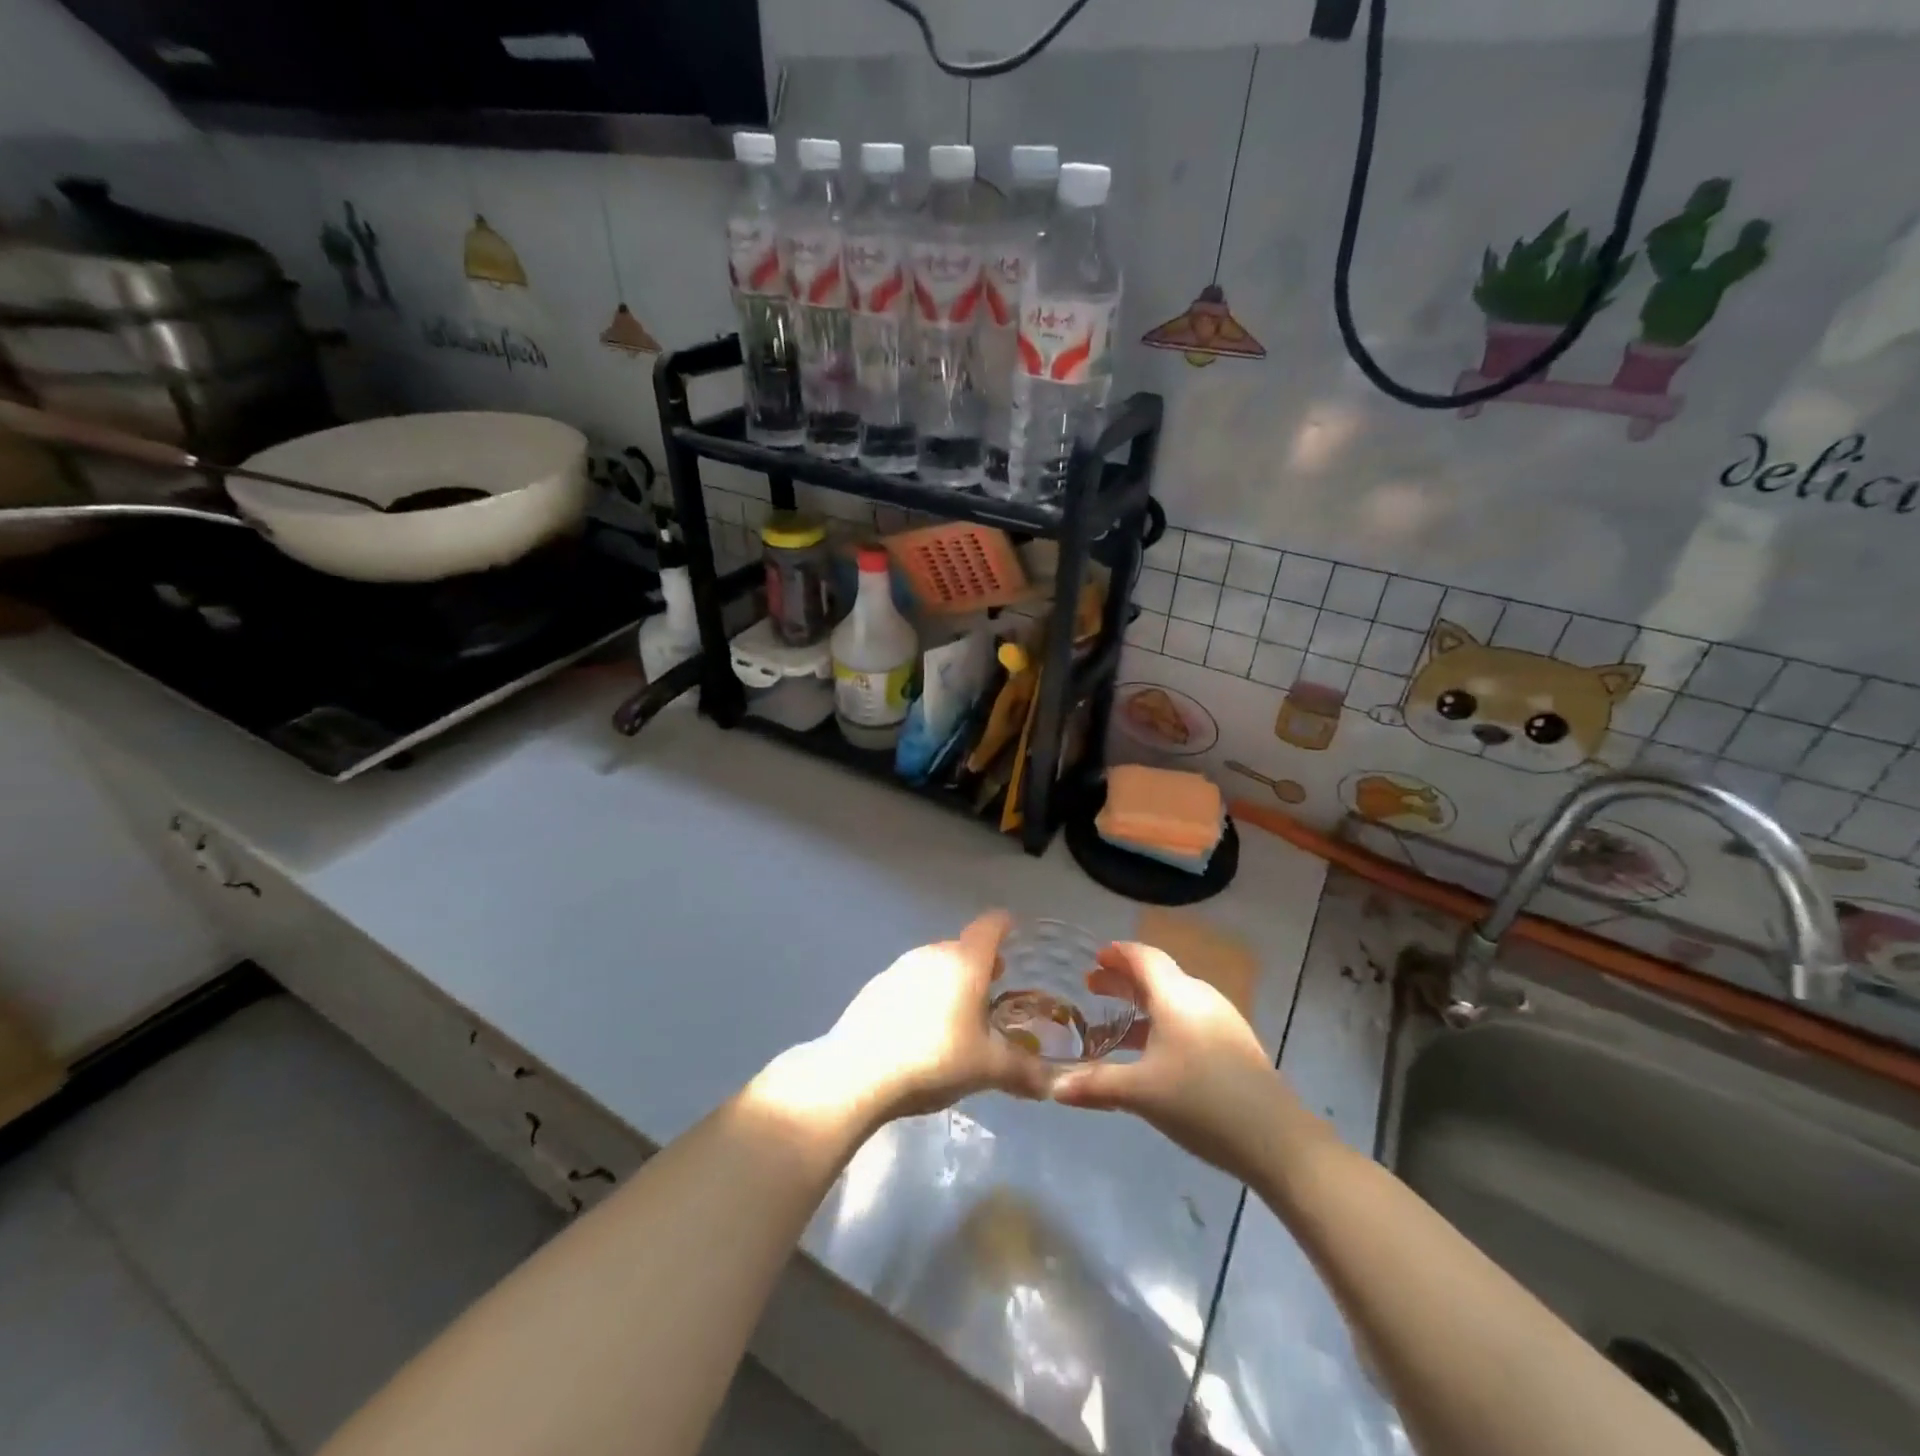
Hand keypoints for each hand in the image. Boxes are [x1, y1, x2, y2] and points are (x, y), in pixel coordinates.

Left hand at [791, 911, 1053, 1129]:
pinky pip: (909, 983)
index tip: (1015, 931)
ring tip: (960, 1015)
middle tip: (995, 988)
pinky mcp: (874, 989)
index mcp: (964, 961)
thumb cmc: (934, 1060)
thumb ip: (1023, 1071)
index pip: (990, 926)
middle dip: (980, 964)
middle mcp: (931, 954)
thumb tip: (1051, 1085)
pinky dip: (923, 996)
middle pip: (962, 948)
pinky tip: (921, 1031)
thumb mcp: (987, 1069)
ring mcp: (898, 969)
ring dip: (950, 981)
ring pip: (934, 965)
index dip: (1005, 926)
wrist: (857, 1075)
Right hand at [1050, 941, 1322, 1182]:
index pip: (1143, 957)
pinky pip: (1189, 1018)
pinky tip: (1152, 1053)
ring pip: (1174, 999)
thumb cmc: (1202, 1102)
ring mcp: (1221, 1020)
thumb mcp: (1141, 1092)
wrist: (1278, 1141)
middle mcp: (1199, 997)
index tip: (1094, 958)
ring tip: (1115, 1023)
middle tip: (1092, 987)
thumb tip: (1052, 1087)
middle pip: (1157, 975)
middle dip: (1123, 979)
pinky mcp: (1234, 1045)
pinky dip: (1163, 1022)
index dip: (1117, 954)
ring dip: (1142, 1004)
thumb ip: (1095, 1085)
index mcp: (1176, 996)